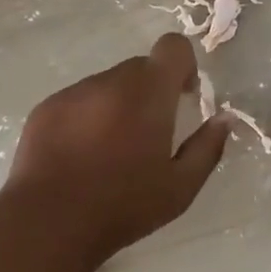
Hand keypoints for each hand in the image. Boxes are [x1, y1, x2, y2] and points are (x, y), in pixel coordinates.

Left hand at [2, 33, 229, 266]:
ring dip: (118, 105)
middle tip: (148, 134)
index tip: (183, 97)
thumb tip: (224, 119)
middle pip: (141, 68)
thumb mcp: (180, 188)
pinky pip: (78, 100)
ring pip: (108, 84)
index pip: (173, 46)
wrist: (46, 225)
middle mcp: (112, 81)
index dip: (184, 64)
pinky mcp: (46, 108)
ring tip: (110, 151)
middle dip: (151, 91)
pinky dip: (87, 117)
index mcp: (150, 92)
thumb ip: (208, 147)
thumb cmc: (122, 207)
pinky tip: (80, 157)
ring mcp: (75, 92)